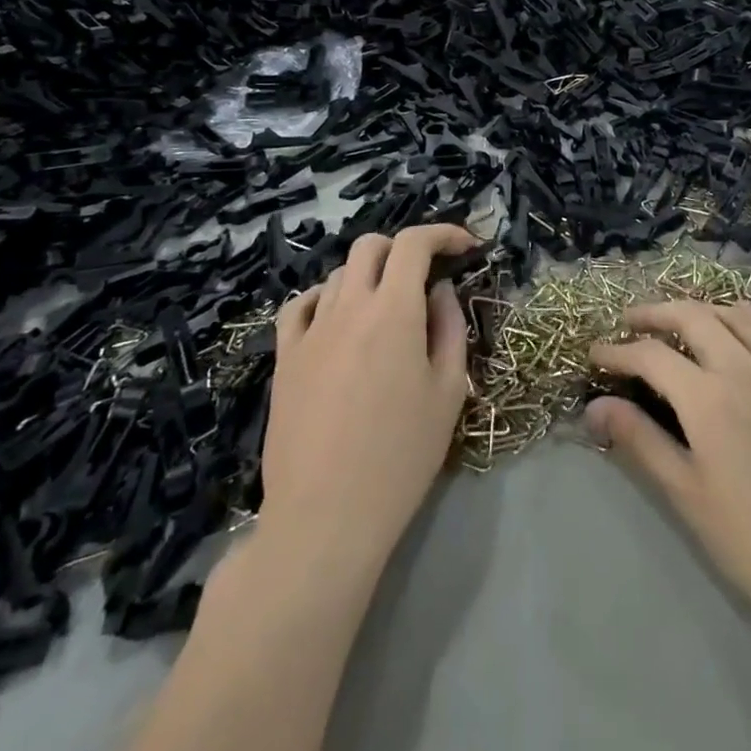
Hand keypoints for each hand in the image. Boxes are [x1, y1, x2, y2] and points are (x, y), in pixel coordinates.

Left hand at [257, 224, 476, 574]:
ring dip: (370, 274)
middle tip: (426, 276)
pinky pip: (300, 306)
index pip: (415, 243)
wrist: (325, 516)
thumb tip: (440, 291)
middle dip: (404, 249)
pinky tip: (338, 319)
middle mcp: (349, 307)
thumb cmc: (401, 456)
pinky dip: (325, 297)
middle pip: (371, 246)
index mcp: (393, 310)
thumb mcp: (448, 391)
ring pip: (339, 273)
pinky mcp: (284, 358)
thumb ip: (450, 328)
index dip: (443, 234)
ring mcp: (310, 331)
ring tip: (387, 306)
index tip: (466, 248)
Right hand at [586, 300, 750, 646]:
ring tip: (677, 321)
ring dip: (698, 308)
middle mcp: (743, 367)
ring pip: (733, 313)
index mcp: (709, 399)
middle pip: (691, 316)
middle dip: (654, 313)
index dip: (618, 351)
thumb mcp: (688, 496)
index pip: (651, 356)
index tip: (595, 355)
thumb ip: (641, 442)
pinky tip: (733, 332)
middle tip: (629, 322)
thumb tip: (594, 407)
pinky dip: (740, 317)